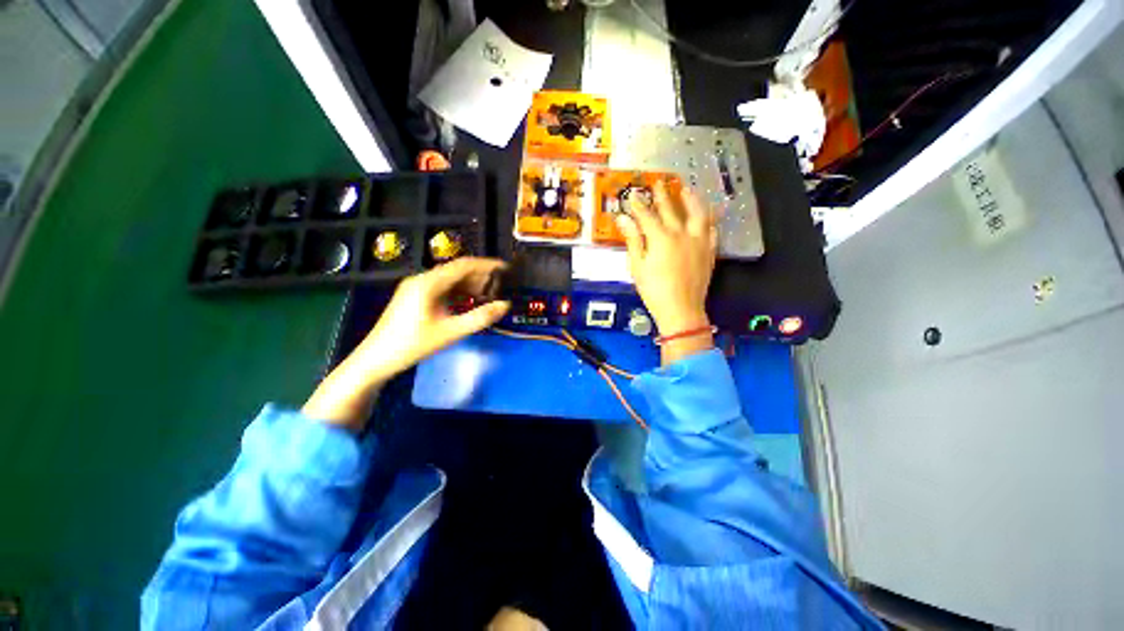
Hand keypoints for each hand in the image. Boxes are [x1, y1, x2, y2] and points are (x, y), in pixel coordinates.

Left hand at [303, 257, 510, 428]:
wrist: (376, 358)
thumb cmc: (412, 345)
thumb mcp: (448, 333)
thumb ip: (478, 319)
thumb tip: (504, 305)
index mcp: (429, 282)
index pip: (463, 265)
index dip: (487, 265)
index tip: (506, 269)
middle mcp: (420, 279)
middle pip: (454, 270)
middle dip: (478, 276)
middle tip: (500, 286)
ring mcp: (413, 288)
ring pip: (446, 280)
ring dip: (466, 285)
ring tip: (487, 295)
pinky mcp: (410, 298)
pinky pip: (437, 288)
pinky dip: (454, 293)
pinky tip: (465, 304)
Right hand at [616, 180, 717, 363]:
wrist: (682, 310)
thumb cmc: (655, 291)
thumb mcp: (638, 266)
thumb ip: (633, 240)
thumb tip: (623, 219)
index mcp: (660, 237)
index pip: (646, 214)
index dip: (638, 204)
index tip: (633, 194)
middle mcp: (681, 233)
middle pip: (671, 209)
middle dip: (662, 195)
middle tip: (659, 183)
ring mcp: (698, 242)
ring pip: (697, 214)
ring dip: (691, 200)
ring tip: (687, 190)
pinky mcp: (708, 252)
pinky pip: (711, 232)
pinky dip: (709, 222)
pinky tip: (706, 218)